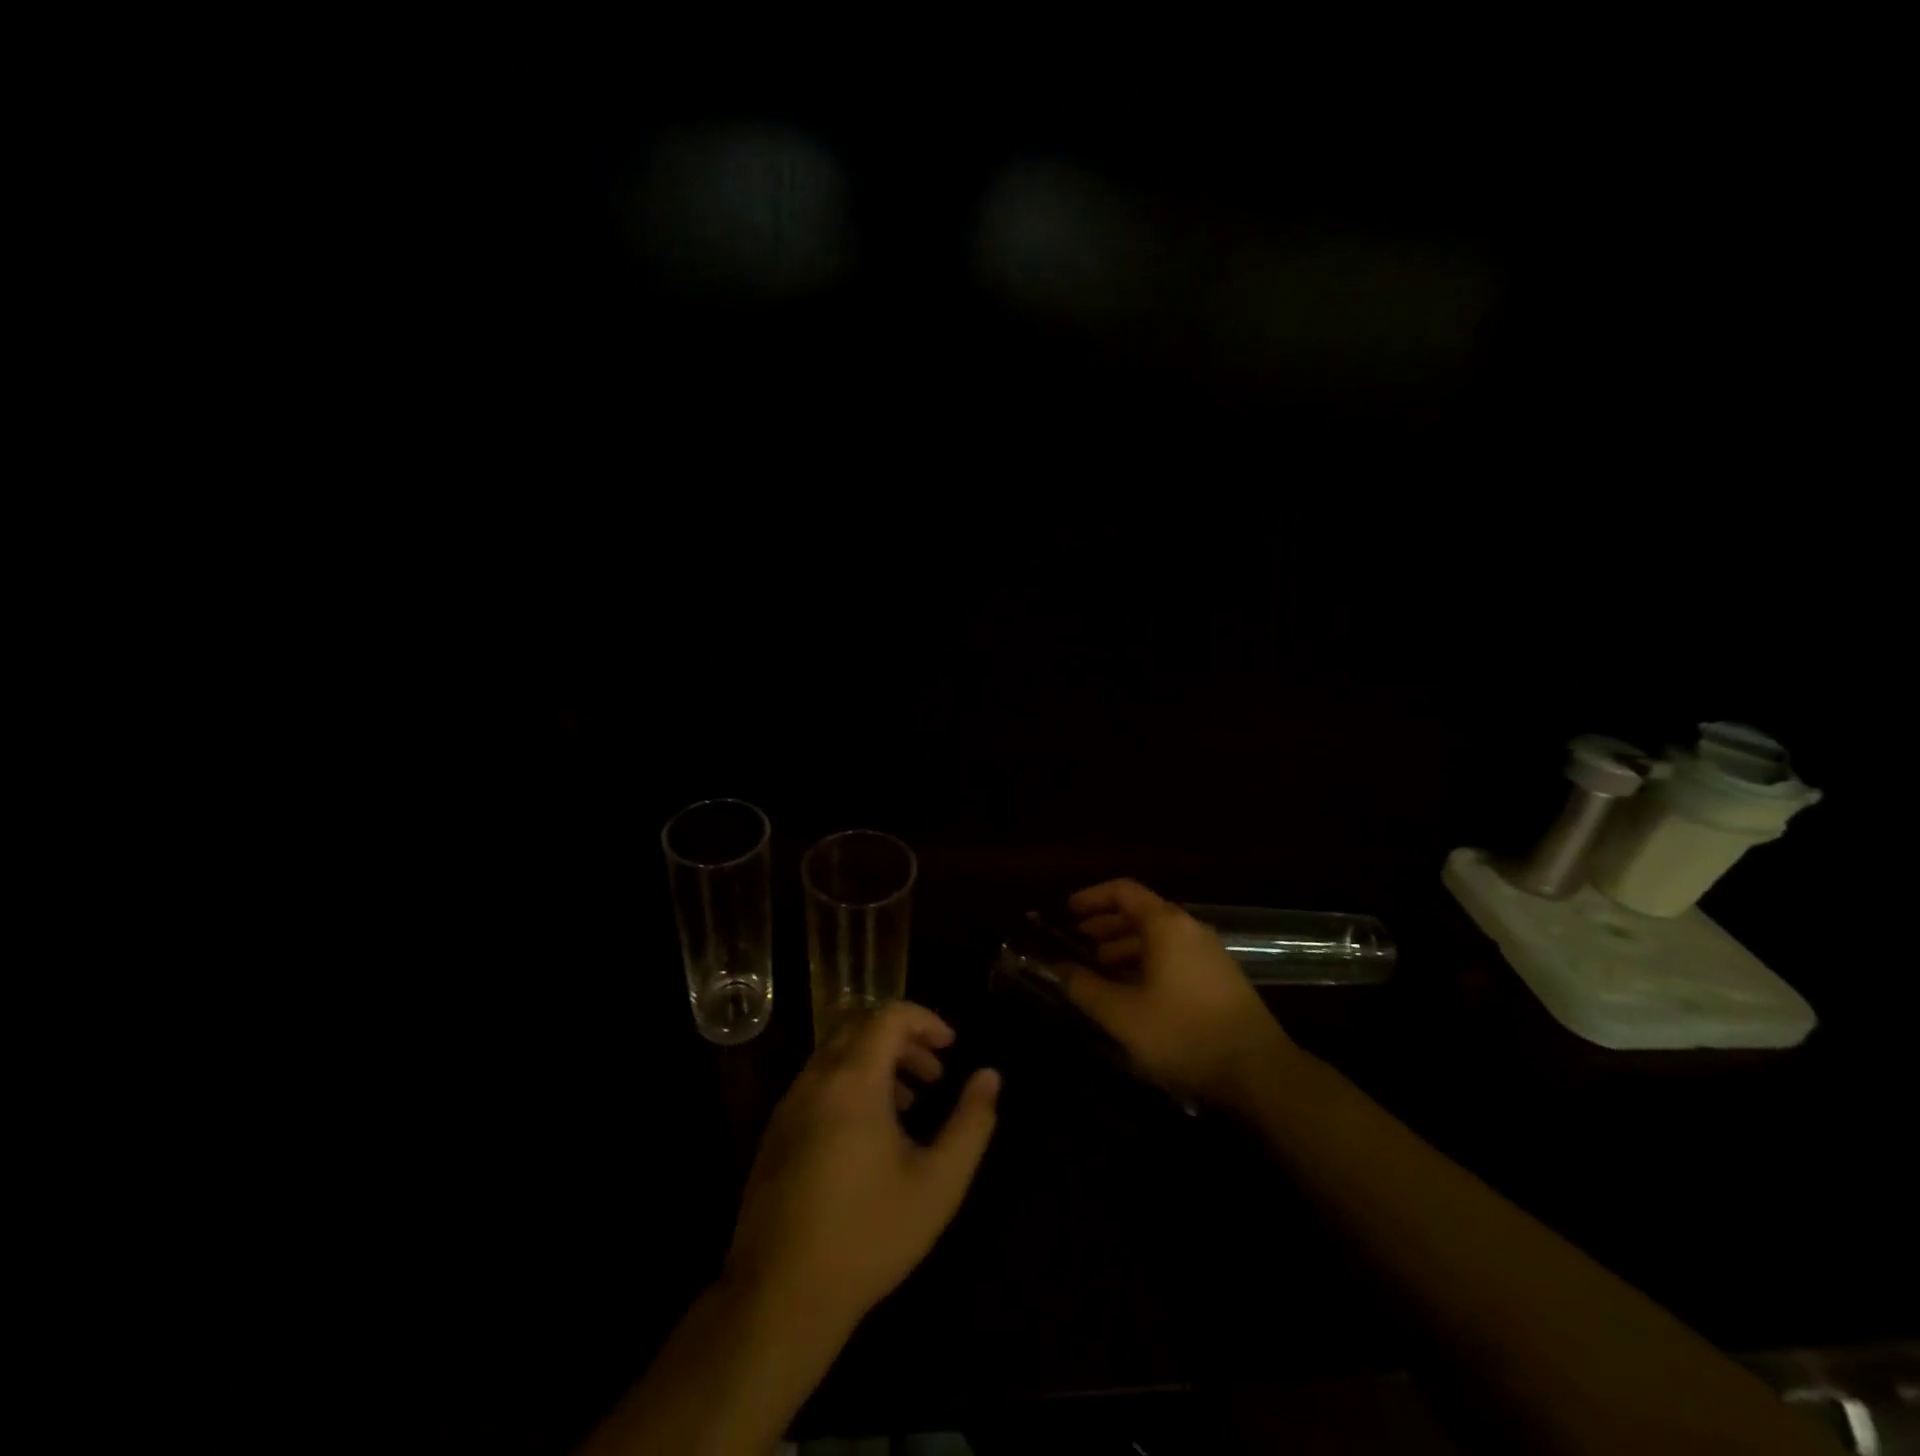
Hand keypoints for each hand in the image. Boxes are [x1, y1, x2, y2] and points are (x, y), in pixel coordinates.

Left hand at [723, 1002, 1000, 1331]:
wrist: (780, 1296)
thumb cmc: (868, 1235)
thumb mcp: (938, 1183)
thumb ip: (971, 1123)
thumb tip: (989, 1076)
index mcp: (853, 1080)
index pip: (888, 1015)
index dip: (925, 1020)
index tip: (952, 1046)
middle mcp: (816, 1079)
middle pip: (860, 1026)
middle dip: (903, 1038)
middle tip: (935, 1073)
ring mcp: (790, 1104)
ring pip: (837, 1054)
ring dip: (876, 1061)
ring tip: (909, 1103)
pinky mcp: (776, 1132)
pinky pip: (818, 1081)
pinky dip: (850, 1082)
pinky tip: (870, 1133)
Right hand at [1062, 878, 1292, 1104]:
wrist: (1259, 1072)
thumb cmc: (1183, 1033)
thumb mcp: (1123, 1014)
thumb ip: (1085, 988)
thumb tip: (1058, 968)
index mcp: (1166, 925)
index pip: (1123, 891)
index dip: (1092, 897)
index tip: (1066, 911)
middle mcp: (1189, 929)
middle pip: (1141, 912)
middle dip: (1105, 924)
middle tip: (1076, 941)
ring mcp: (1209, 954)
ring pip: (1158, 937)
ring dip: (1125, 946)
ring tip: (1099, 968)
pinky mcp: (1220, 979)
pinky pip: (1174, 956)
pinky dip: (1146, 963)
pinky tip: (1133, 992)